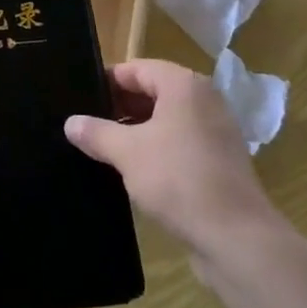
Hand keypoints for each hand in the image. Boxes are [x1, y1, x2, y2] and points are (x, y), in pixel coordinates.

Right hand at [65, 58, 277, 258]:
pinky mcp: (220, 161)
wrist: (236, 238)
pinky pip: (180, 143)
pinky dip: (156, 150)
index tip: (79, 99)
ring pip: (166, 120)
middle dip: (119, 108)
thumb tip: (71, 123)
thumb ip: (96, 133)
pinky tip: (133, 171)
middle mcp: (204, 100)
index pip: (136, 69)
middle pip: (152, 92)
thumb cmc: (178, 179)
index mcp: (184, 85)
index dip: (106, 81)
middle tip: (87, 126)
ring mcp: (215, 131)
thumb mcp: (127, 153)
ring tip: (103, 149)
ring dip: (136, 131)